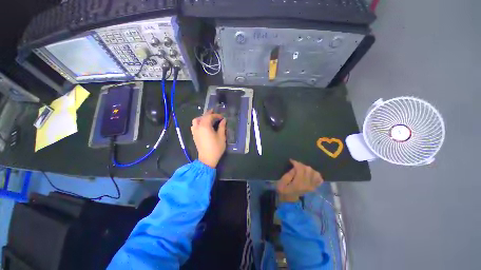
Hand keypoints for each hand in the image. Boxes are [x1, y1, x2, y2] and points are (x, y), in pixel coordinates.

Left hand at [191, 110, 226, 167]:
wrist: (207, 159)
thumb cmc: (216, 148)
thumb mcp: (221, 137)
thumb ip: (222, 127)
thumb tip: (224, 120)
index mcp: (205, 126)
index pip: (210, 117)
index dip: (216, 115)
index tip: (222, 117)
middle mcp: (198, 127)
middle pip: (202, 117)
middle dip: (209, 114)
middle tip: (215, 113)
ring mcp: (195, 131)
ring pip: (196, 120)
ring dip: (202, 117)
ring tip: (208, 118)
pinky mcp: (194, 136)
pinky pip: (194, 126)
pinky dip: (198, 123)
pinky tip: (203, 125)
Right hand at [277, 159, 323, 201]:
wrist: (289, 200)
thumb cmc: (283, 190)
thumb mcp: (282, 182)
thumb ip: (288, 174)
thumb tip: (295, 167)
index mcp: (298, 183)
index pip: (301, 169)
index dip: (296, 163)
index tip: (291, 161)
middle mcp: (307, 184)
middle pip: (308, 169)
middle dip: (301, 165)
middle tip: (295, 165)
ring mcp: (312, 186)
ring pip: (315, 173)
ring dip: (308, 169)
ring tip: (301, 169)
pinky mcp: (313, 187)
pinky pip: (319, 179)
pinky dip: (316, 175)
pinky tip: (309, 174)